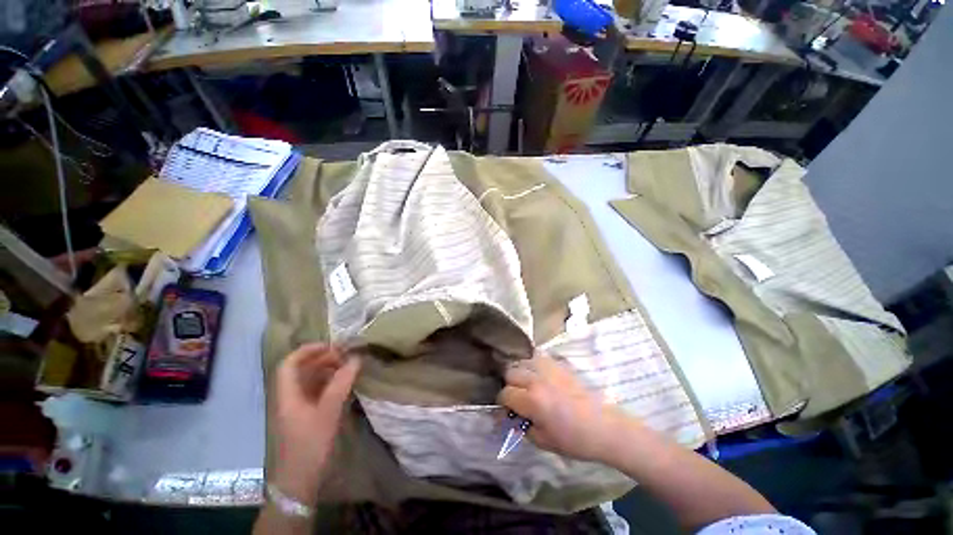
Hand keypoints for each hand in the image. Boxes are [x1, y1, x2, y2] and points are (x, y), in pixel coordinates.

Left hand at [272, 343, 360, 503]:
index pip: (289, 364)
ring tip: (347, 367)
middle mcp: (289, 397)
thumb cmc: (310, 445)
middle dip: (322, 358)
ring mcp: (296, 407)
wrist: (300, 481)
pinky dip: (328, 383)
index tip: (331, 346)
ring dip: (326, 370)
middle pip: (300, 370)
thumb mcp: (328, 412)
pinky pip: (315, 391)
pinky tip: (343, 383)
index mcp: (287, 395)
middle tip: (345, 356)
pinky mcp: (305, 416)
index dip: (307, 350)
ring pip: (308, 380)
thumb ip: (342, 383)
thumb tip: (356, 358)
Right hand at [498, 354, 625, 462]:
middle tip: (519, 397)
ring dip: (520, 373)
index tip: (509, 410)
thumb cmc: (573, 439)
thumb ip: (520, 426)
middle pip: (510, 372)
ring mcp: (548, 368)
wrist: (603, 426)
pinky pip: (538, 357)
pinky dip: (533, 364)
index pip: (505, 393)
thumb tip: (506, 417)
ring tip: (528, 385)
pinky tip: (539, 376)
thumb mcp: (542, 441)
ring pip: (522, 361)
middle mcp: (536, 379)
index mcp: (531, 400)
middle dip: (510, 385)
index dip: (503, 403)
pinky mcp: (558, 364)